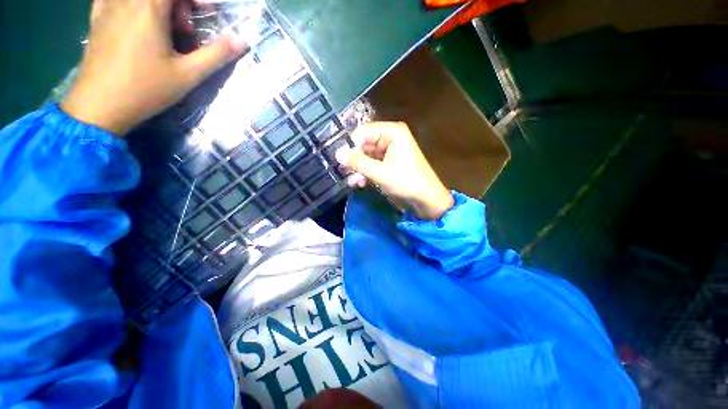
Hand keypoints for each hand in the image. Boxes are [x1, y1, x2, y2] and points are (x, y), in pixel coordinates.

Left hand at [61, 0, 248, 135]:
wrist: (99, 106)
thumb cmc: (146, 89)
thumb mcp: (188, 74)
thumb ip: (216, 54)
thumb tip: (242, 42)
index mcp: (150, 9)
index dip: (195, 0)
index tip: (206, 13)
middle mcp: (126, 0)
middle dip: (178, 5)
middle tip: (185, 30)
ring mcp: (107, 7)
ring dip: (157, 6)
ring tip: (162, 28)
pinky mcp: (96, 19)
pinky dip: (129, 4)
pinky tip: (134, 17)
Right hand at [335, 122, 453, 220]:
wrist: (426, 199)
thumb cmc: (406, 182)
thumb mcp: (380, 172)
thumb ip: (358, 162)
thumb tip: (337, 153)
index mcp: (393, 132)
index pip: (363, 132)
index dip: (350, 145)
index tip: (339, 159)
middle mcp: (391, 137)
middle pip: (365, 144)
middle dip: (355, 160)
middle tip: (343, 171)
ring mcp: (390, 150)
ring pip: (367, 156)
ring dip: (359, 168)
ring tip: (353, 181)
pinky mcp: (390, 162)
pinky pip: (373, 163)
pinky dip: (366, 172)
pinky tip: (360, 183)